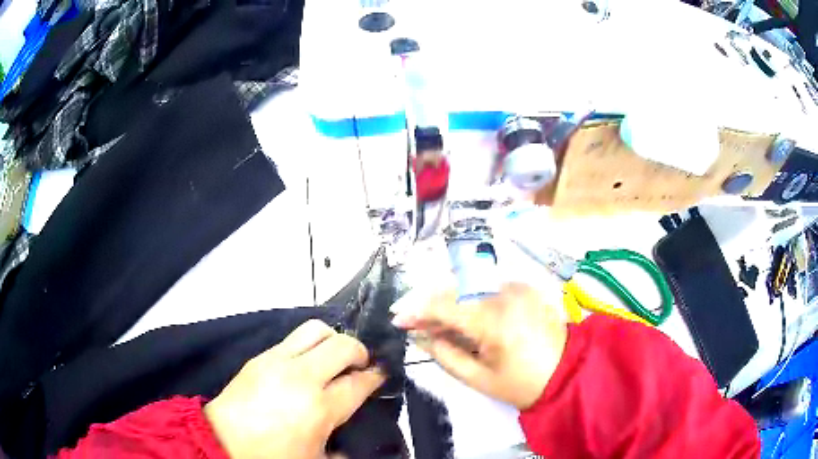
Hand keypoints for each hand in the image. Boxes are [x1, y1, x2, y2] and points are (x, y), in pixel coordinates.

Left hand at [204, 320, 385, 458]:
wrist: (222, 441)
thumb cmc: (272, 455)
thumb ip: (342, 451)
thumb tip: (352, 443)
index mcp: (320, 408)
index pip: (359, 382)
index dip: (375, 376)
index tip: (380, 374)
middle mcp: (302, 377)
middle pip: (343, 345)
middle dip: (359, 351)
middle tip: (360, 365)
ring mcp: (278, 361)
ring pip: (316, 329)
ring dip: (333, 340)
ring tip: (333, 357)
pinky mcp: (260, 356)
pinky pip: (291, 339)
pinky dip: (307, 345)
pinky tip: (305, 364)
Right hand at [392, 283, 566, 409]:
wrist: (567, 371)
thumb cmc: (521, 383)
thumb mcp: (478, 378)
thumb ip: (444, 354)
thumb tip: (420, 335)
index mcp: (495, 321)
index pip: (445, 305)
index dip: (417, 310)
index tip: (397, 319)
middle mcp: (505, 294)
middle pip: (454, 288)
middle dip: (428, 302)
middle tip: (412, 321)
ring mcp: (517, 287)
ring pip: (469, 286)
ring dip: (447, 300)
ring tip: (433, 322)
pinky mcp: (524, 287)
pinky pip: (486, 287)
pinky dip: (467, 298)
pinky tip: (460, 315)